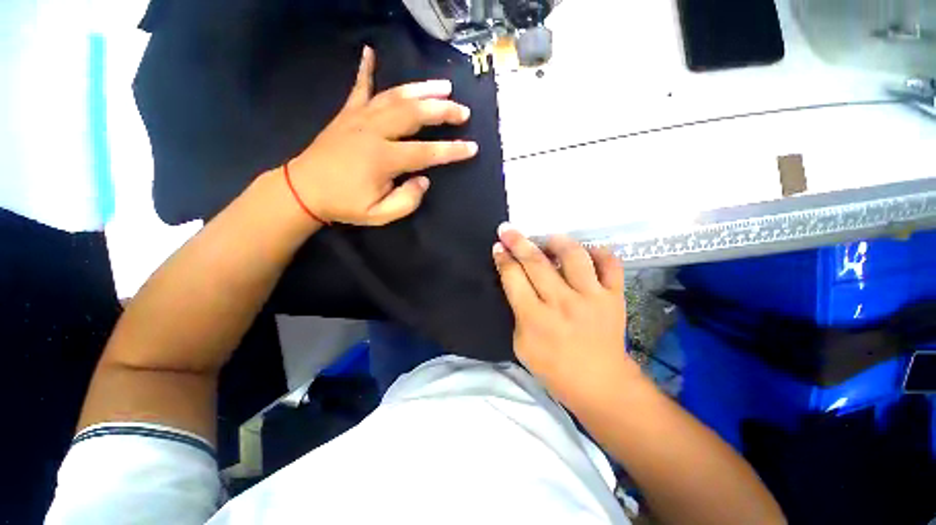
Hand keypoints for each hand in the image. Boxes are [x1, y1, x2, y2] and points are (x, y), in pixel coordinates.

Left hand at [288, 46, 477, 225]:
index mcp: (383, 159)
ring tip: (444, 86)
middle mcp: (374, 131)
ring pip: (395, 96)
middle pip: (415, 114)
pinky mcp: (347, 113)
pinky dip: (366, 68)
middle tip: (463, 112)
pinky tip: (370, 51)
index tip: (472, 147)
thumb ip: (407, 200)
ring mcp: (359, 118)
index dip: (452, 151)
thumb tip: (424, 180)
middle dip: (442, 111)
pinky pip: (359, 87)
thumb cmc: (344, 204)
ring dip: (422, 89)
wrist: (303, 190)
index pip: (427, 152)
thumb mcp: (380, 215)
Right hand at [492, 224, 639, 409]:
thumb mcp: (521, 345)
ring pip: (573, 256)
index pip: (513, 278)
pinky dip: (600, 253)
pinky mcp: (614, 297)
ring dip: (557, 242)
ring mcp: (591, 298)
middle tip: (508, 229)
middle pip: (536, 263)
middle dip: (517, 242)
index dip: (503, 259)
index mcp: (535, 318)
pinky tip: (587, 252)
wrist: (599, 384)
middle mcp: (562, 303)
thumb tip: (517, 281)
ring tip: (549, 239)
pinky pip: (610, 265)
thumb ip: (518, 311)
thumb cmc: (553, 368)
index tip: (498, 246)